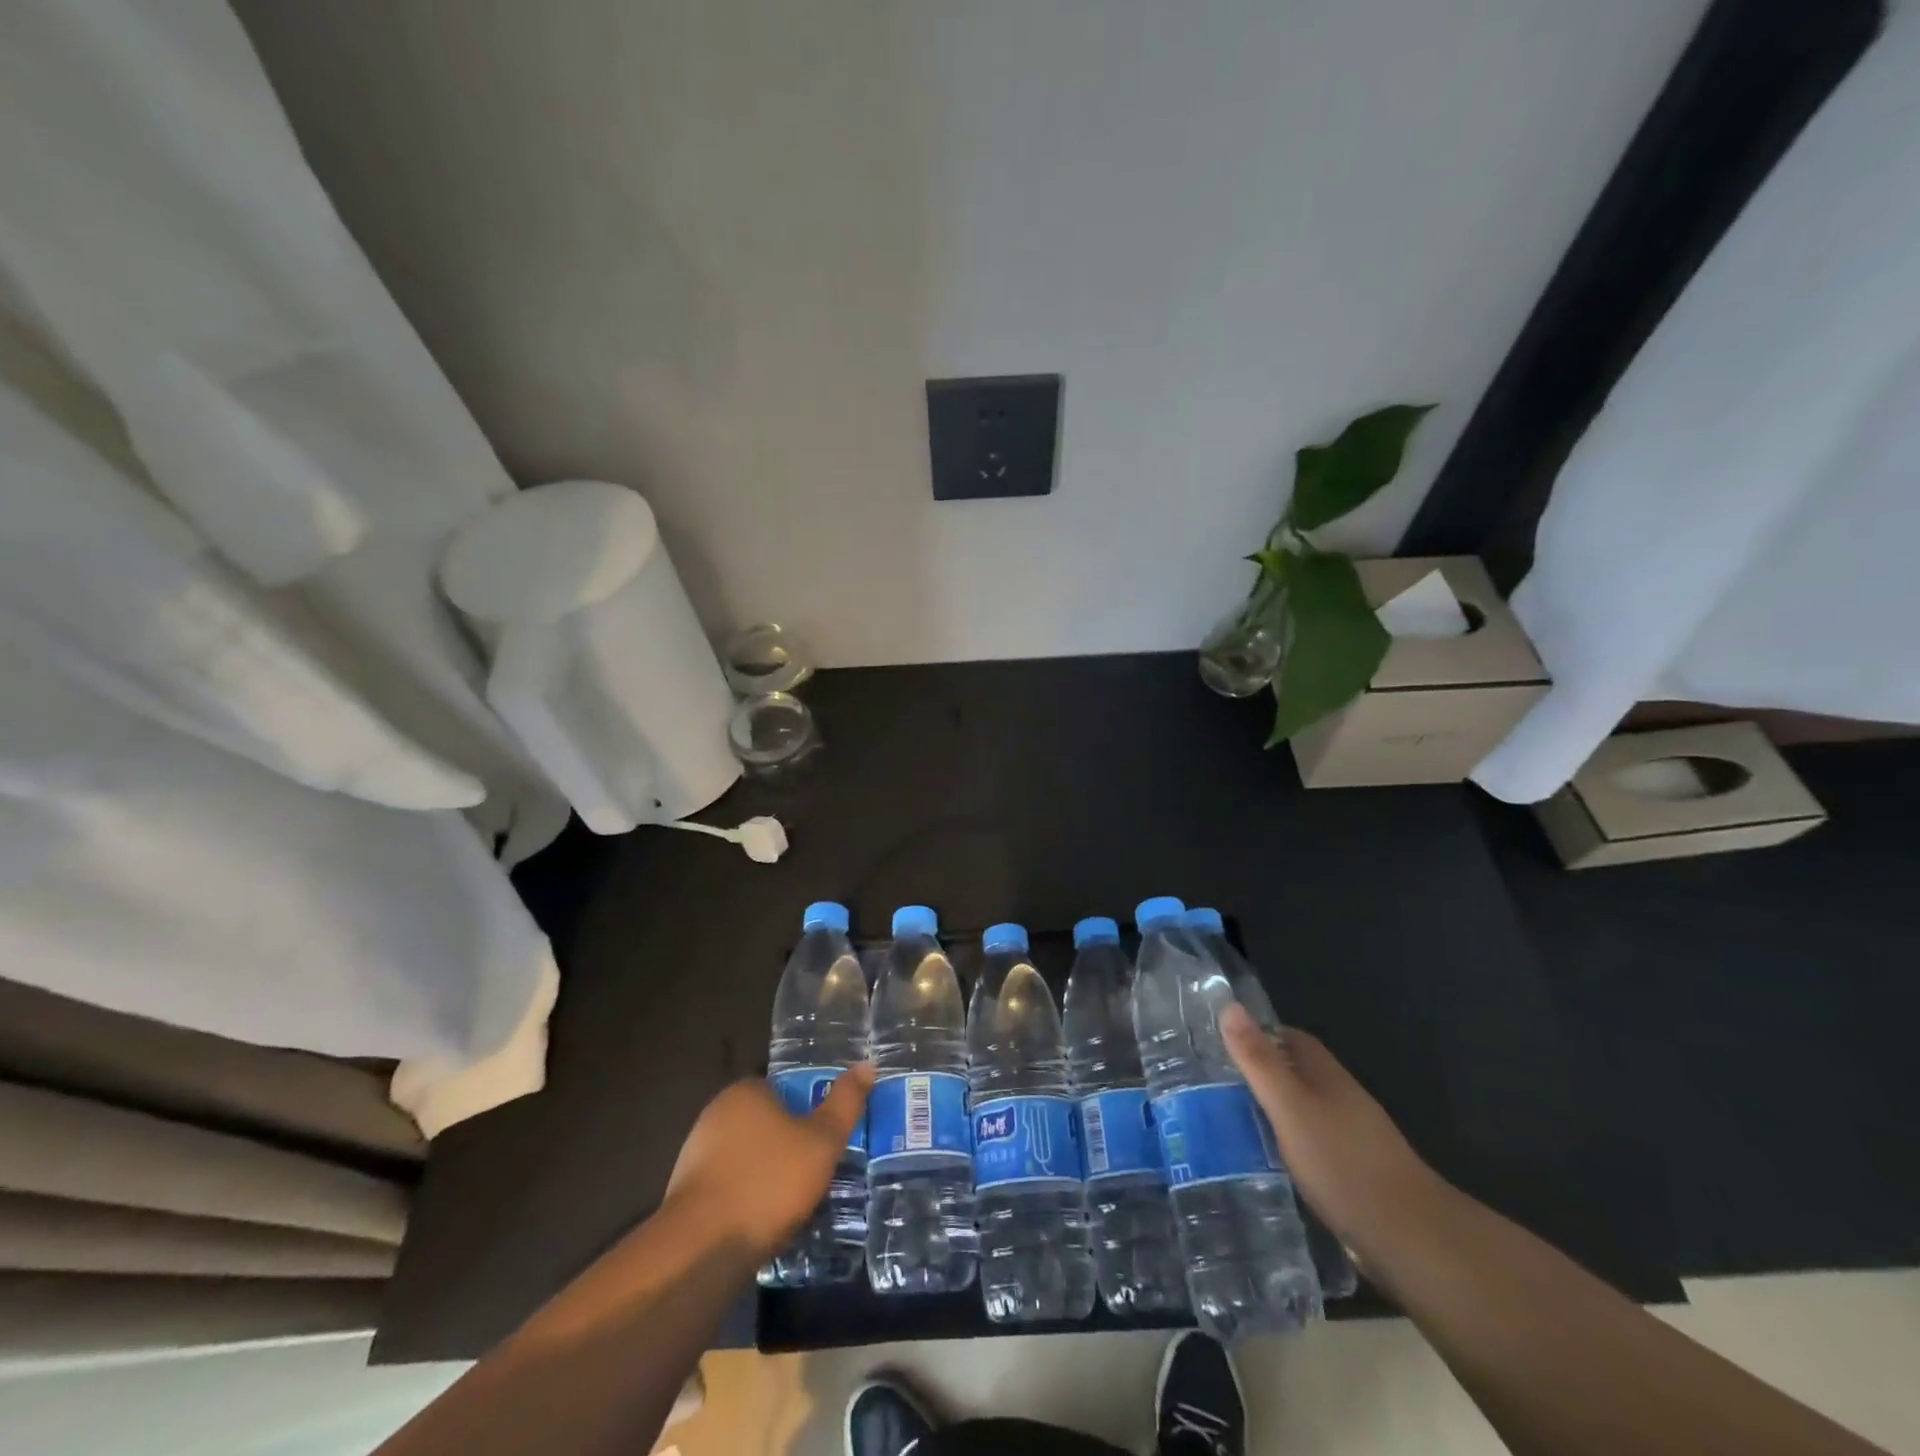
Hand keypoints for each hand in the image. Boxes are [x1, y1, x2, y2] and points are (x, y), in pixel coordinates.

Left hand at [664, 1066, 874, 1258]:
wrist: (701, 1250)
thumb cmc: (769, 1183)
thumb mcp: (822, 1141)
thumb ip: (845, 1102)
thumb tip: (867, 1063)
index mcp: (746, 1091)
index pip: (784, 1089)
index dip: (808, 1110)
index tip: (825, 1137)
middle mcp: (716, 1113)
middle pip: (765, 1122)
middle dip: (788, 1143)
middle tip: (816, 1170)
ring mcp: (695, 1154)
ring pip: (746, 1156)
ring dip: (766, 1173)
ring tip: (794, 1201)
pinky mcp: (685, 1194)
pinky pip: (728, 1185)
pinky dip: (746, 1197)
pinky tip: (763, 1221)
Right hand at [1221, 1003, 1445, 1262]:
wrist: (1410, 1238)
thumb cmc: (1342, 1162)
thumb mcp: (1289, 1107)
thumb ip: (1258, 1061)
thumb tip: (1229, 1005)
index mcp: (1327, 1075)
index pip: (1291, 1038)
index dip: (1259, 1034)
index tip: (1223, 1042)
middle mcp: (1341, 1098)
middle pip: (1296, 1073)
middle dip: (1261, 1073)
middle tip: (1216, 1082)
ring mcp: (1351, 1137)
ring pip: (1303, 1110)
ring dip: (1273, 1110)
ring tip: (1230, 1120)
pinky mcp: (1353, 1172)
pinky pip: (1311, 1143)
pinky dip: (1287, 1144)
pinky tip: (1267, 1161)